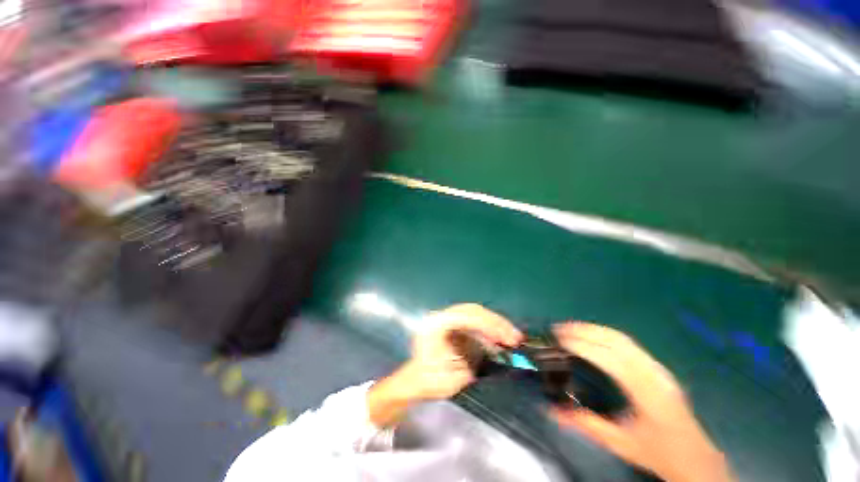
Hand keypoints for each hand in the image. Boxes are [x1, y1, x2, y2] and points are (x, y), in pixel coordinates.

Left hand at [368, 304, 521, 426]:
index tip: (505, 339)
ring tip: (513, 337)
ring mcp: (448, 319)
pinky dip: (490, 330)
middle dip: (496, 323)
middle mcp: (442, 316)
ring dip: (495, 324)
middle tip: (515, 337)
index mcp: (435, 325)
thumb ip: (467, 368)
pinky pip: (476, 322)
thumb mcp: (445, 380)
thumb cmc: (427, 381)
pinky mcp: (456, 325)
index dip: (487, 325)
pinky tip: (501, 339)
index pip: (465, 317)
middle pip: (472, 311)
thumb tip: (491, 356)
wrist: (415, 380)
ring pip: (476, 313)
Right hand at [551, 323, 733, 481]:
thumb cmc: (658, 451)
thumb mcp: (620, 443)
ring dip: (594, 329)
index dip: (583, 346)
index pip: (610, 359)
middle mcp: (653, 373)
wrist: (696, 457)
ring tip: (571, 328)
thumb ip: (585, 424)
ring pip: (622, 338)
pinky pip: (628, 343)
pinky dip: (605, 334)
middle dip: (585, 330)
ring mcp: (657, 367)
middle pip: (616, 340)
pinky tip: (593, 337)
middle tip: (559, 329)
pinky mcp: (657, 367)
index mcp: (646, 391)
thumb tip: (552, 411)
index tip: (559, 340)